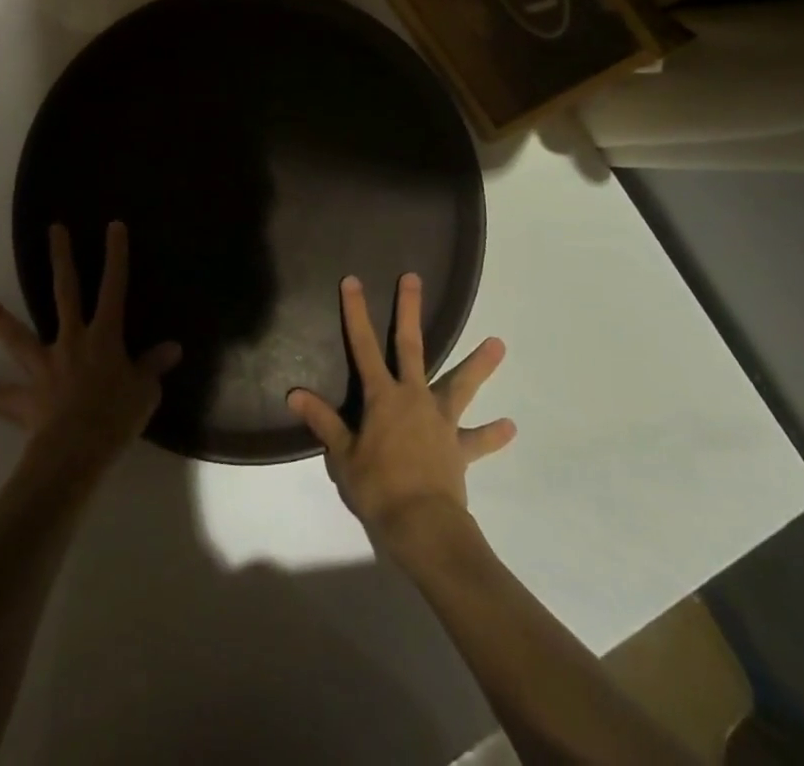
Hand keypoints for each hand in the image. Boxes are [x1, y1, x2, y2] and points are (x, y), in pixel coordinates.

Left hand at [0, 221, 180, 472]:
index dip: (115, 256)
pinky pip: (1, 394)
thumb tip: (173, 348)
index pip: (114, 288)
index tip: (113, 226)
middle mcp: (71, 341)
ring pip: (17, 336)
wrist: (76, 452)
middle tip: (54, 230)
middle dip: (61, 260)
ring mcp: (44, 367)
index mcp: (104, 337)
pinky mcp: (25, 397)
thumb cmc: (116, 418)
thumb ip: (153, 367)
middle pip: (65, 293)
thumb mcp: (145, 392)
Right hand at [288, 274, 514, 551]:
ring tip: (499, 343)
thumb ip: (323, 421)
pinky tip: (510, 427)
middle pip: (411, 346)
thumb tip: (293, 394)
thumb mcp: (342, 455)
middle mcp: (414, 397)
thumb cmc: (378, 487)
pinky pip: (478, 440)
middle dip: (409, 311)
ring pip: (461, 384)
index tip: (352, 281)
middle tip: (413, 279)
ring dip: (479, 364)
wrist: (423, 525)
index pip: (364, 346)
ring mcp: (441, 420)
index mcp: (382, 397)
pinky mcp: (460, 448)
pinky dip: (493, 434)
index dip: (356, 313)